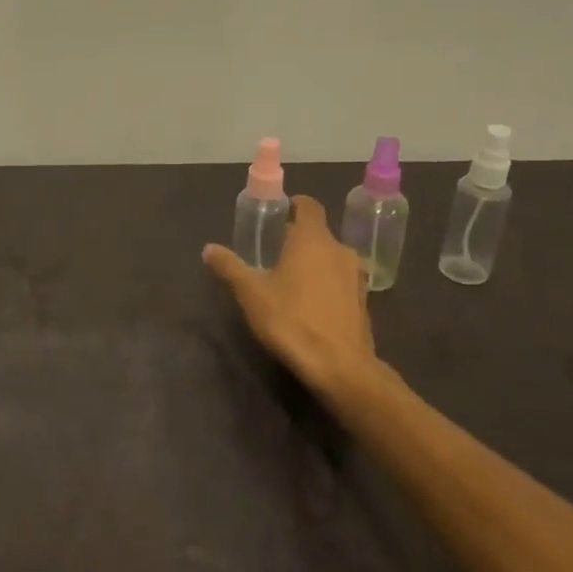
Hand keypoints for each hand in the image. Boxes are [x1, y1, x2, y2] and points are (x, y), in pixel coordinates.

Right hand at [203, 194, 382, 404]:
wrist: (340, 367)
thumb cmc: (291, 320)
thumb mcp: (251, 293)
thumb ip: (230, 267)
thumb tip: (209, 249)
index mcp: (312, 239)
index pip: (309, 206)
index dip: (295, 205)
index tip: (279, 212)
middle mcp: (339, 250)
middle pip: (318, 233)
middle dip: (297, 238)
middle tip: (274, 251)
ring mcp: (355, 276)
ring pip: (331, 257)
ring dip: (314, 262)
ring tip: (291, 279)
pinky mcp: (363, 301)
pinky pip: (341, 280)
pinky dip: (327, 283)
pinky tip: (310, 303)